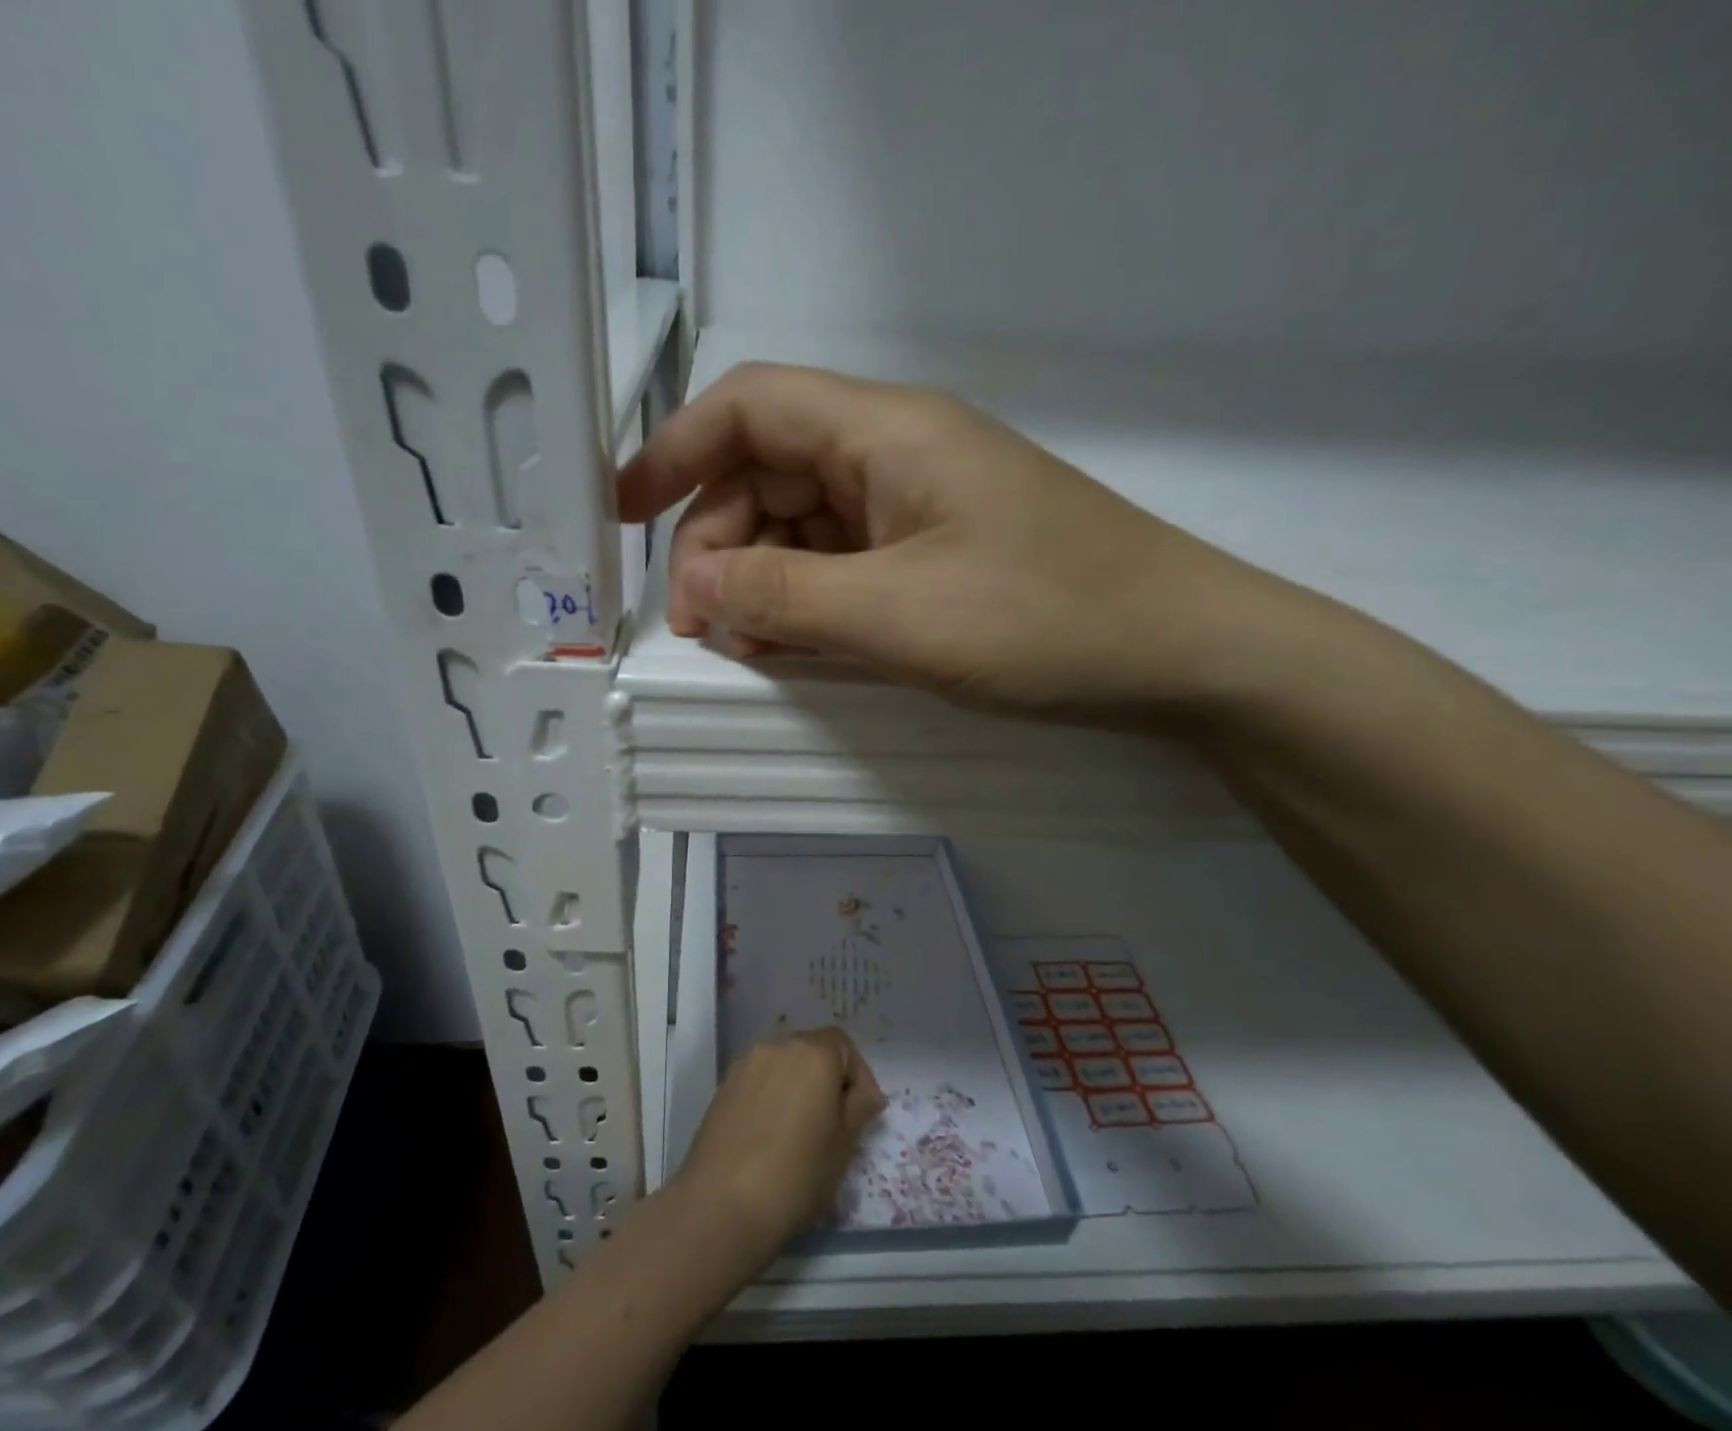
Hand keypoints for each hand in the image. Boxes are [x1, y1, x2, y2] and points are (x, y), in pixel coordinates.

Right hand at [618, 362, 1281, 720]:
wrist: (1178, 654)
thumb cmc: (1044, 621)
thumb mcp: (896, 614)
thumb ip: (784, 594)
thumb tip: (696, 584)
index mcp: (883, 433)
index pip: (748, 408)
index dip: (672, 452)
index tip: (622, 516)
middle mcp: (894, 454)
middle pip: (767, 472)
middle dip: (717, 542)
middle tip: (704, 627)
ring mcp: (917, 506)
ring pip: (803, 524)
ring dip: (760, 578)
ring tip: (746, 647)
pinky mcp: (935, 553)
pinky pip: (844, 563)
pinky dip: (807, 599)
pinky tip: (796, 646)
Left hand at [674, 1027, 884, 1259]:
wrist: (722, 1203)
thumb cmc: (797, 1174)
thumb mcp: (844, 1146)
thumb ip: (859, 1108)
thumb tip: (865, 1093)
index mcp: (812, 1054)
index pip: (843, 1044)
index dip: (859, 1074)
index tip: (864, 1111)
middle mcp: (777, 1047)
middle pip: (811, 1050)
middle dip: (828, 1079)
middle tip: (836, 1122)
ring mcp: (745, 1065)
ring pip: (783, 1066)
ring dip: (798, 1087)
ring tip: (803, 1131)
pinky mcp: (723, 1087)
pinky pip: (758, 1082)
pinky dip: (772, 1098)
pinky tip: (772, 1136)